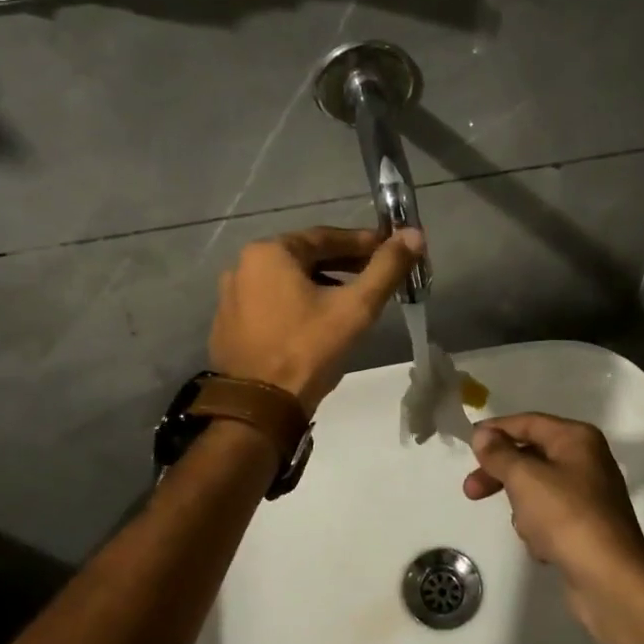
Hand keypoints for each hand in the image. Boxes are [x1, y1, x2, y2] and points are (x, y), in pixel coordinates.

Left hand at [209, 226, 422, 412]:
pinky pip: (271, 303)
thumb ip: (386, 268)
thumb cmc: (308, 350)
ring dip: (321, 284)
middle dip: (343, 264)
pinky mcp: (228, 325)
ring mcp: (231, 297)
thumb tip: (414, 234)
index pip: (325, 237)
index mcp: (269, 253)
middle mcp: (243, 266)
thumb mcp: (355, 307)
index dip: (362, 243)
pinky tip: (318, 322)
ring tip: (353, 299)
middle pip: (305, 258)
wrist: (259, 408)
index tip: (389, 249)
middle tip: (376, 275)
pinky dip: (297, 304)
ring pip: (288, 281)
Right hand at [464, 414, 643, 605]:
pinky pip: (551, 517)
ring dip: (523, 507)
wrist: (610, 579)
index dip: (496, 430)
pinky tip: (543, 547)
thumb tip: (482, 433)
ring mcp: (589, 495)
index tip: (469, 444)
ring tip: (527, 528)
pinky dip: (540, 529)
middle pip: (531, 456)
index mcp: (577, 438)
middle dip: (502, 474)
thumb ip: (499, 453)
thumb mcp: (524, 478)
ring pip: (538, 489)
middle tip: (471, 491)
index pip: (527, 423)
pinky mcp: (588, 526)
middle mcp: (587, 460)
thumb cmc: (566, 516)